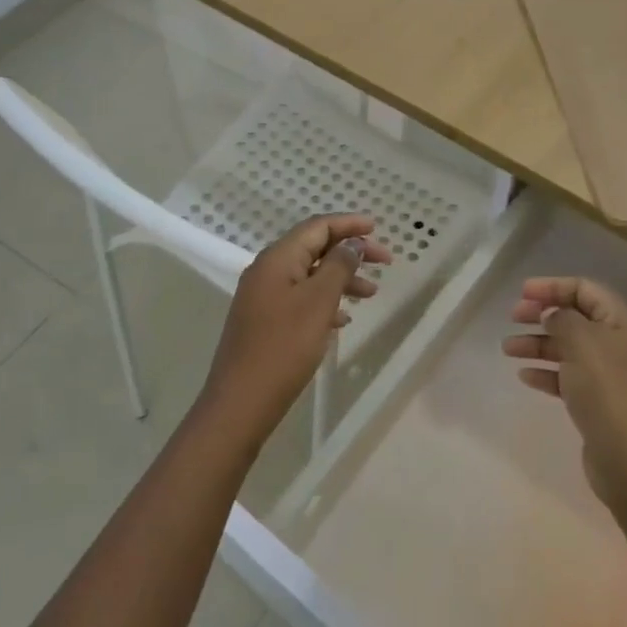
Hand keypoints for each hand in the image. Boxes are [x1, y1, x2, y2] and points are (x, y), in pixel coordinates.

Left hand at [199, 213, 392, 439]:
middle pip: (313, 248)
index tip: (378, 228)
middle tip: (384, 261)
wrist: (241, 402)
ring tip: (371, 294)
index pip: (317, 227)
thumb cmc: (284, 347)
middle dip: (349, 252)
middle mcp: (267, 270)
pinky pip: (300, 298)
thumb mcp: (318, 302)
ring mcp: (263, 296)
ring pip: (309, 275)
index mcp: (277, 258)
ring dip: (340, 278)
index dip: (348, 224)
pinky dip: (324, 301)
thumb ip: (338, 267)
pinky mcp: (264, 320)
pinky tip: (342, 320)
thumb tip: (352, 243)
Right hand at [503, 277, 626, 512]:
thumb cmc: (609, 392)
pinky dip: (546, 373)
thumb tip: (553, 316)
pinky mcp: (600, 405)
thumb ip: (563, 320)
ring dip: (537, 344)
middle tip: (513, 317)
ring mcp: (611, 377)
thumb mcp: (583, 342)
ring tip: (508, 349)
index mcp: (623, 324)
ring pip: (569, 349)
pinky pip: (568, 378)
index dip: (553, 287)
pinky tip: (525, 376)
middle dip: (542, 314)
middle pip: (576, 318)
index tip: (522, 294)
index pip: (586, 290)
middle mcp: (620, 346)